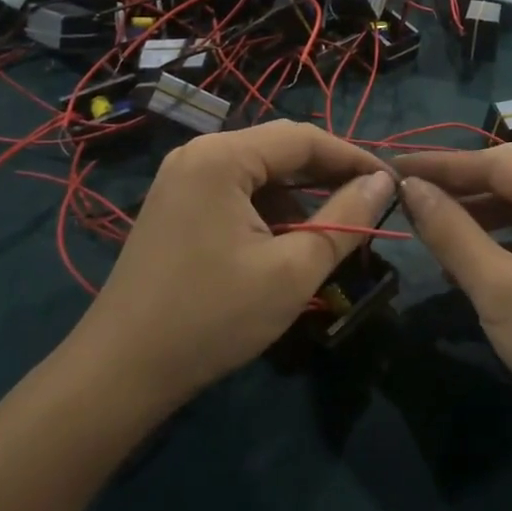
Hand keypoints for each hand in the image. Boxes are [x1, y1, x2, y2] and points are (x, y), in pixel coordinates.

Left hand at [81, 122, 394, 407]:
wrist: (120, 372)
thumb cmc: (212, 317)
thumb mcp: (292, 270)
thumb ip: (344, 220)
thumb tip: (383, 182)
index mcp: (222, 156)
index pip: (304, 138)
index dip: (352, 157)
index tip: (390, 182)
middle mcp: (199, 153)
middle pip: (279, 150)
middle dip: (327, 176)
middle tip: (370, 203)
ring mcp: (182, 178)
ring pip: (259, 173)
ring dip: (299, 197)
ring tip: (332, 231)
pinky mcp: (176, 205)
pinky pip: (236, 192)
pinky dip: (269, 211)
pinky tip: (286, 243)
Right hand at [396, 147, 511, 433]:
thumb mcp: (498, 288)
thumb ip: (451, 232)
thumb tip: (410, 189)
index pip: (496, 162)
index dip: (440, 164)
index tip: (393, 167)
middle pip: (508, 179)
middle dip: (455, 188)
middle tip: (402, 194)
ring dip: (472, 215)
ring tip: (423, 223)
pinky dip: (494, 239)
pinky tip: (459, 256)